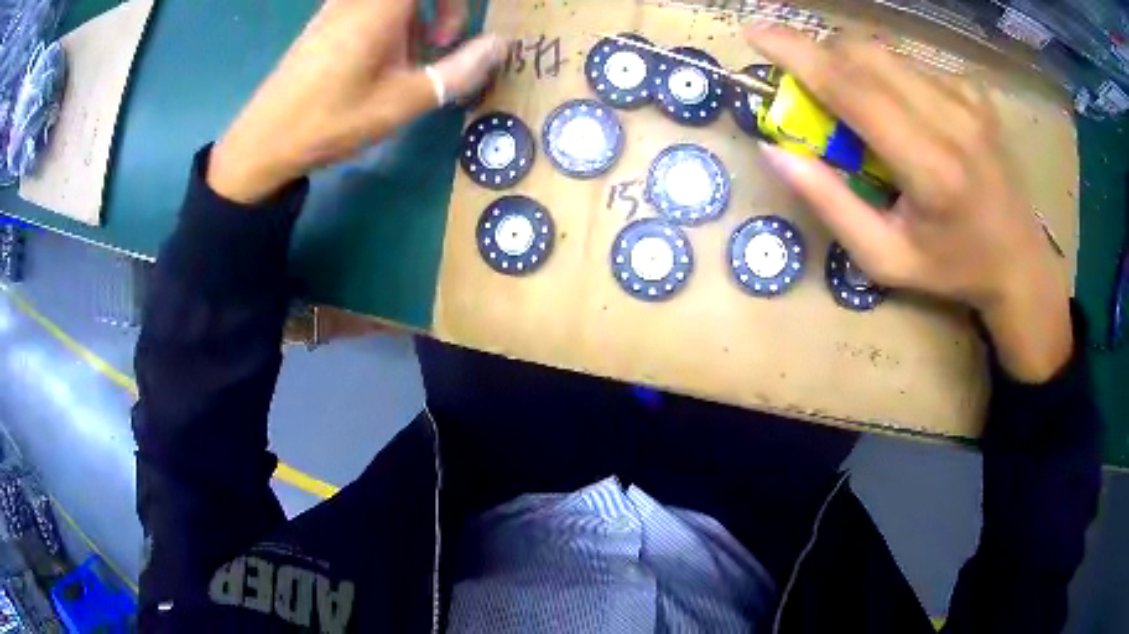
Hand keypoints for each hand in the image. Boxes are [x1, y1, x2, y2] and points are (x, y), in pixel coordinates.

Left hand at [208, 0, 503, 203]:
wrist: (264, 141)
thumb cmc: (333, 120)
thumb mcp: (403, 101)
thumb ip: (459, 70)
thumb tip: (501, 45)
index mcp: (381, 4)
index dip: (456, 4)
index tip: (458, 34)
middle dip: (445, 8)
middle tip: (443, 43)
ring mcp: (339, 6)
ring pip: (396, 2)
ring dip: (419, 18)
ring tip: (411, 63)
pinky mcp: (326, 20)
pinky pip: (372, 7)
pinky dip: (393, 23)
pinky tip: (382, 62)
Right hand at [746, 27, 1071, 381]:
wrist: (1020, 262)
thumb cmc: (952, 268)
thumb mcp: (884, 258)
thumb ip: (830, 204)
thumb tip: (776, 150)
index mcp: (930, 168)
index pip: (853, 89)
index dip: (798, 54)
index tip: (754, 33)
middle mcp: (953, 119)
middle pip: (865, 54)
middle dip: (823, 57)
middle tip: (811, 89)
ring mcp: (969, 99)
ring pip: (887, 53)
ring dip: (856, 68)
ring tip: (863, 111)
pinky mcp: (976, 92)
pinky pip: (914, 64)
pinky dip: (891, 78)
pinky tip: (906, 114)